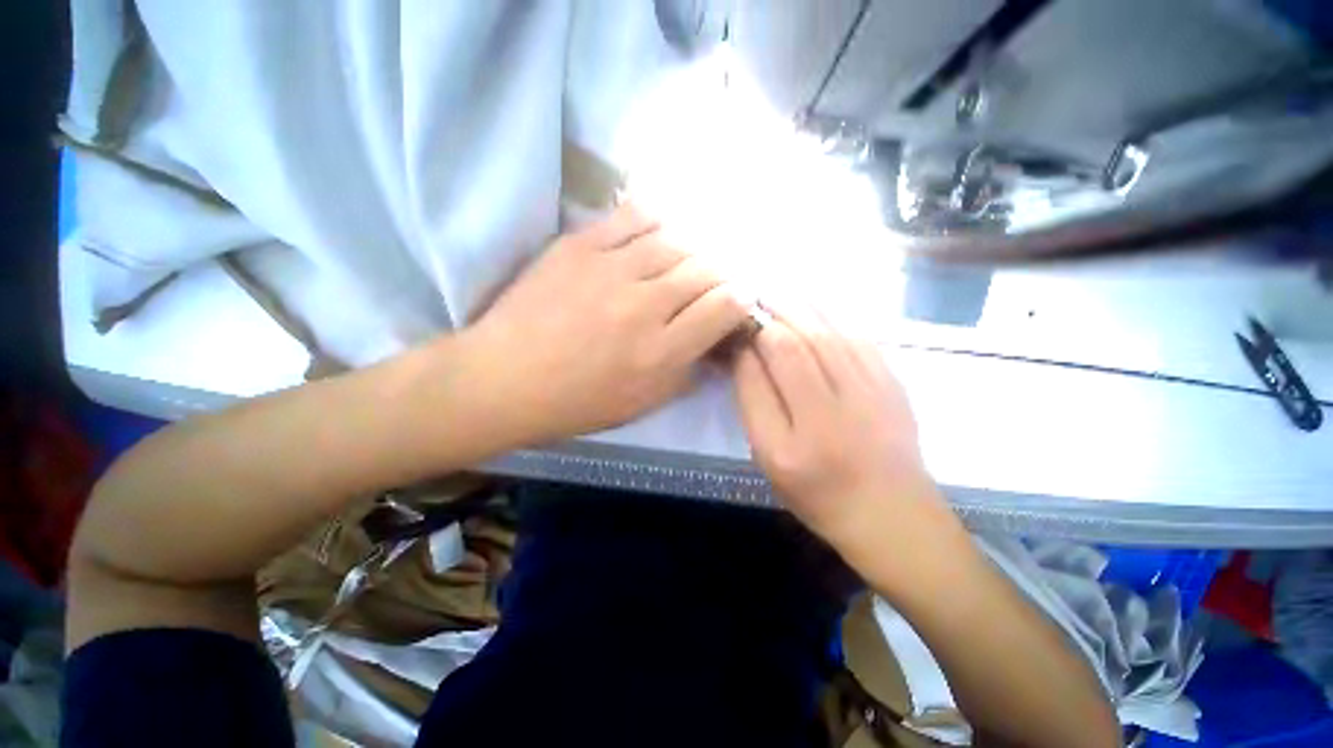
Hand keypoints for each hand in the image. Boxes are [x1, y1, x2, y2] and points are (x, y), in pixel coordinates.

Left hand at [464, 204, 749, 444]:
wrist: (505, 378)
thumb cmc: (577, 402)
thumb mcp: (643, 404)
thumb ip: (687, 370)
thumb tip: (714, 340)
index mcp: (661, 351)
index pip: (725, 307)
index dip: (740, 300)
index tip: (737, 301)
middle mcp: (645, 305)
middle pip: (707, 269)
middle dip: (721, 275)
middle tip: (713, 283)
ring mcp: (612, 269)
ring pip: (677, 240)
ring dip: (692, 250)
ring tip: (686, 261)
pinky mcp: (581, 245)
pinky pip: (634, 216)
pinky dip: (657, 221)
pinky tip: (657, 235)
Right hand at [733, 311, 955, 564]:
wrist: (890, 511)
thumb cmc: (817, 492)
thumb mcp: (769, 460)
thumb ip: (754, 406)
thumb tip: (745, 354)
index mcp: (788, 448)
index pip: (756, 378)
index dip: (742, 347)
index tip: (733, 331)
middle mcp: (829, 418)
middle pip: (792, 348)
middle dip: (767, 317)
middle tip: (750, 300)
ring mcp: (869, 398)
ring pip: (825, 334)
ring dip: (796, 308)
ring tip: (775, 293)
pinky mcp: (893, 385)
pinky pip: (856, 337)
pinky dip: (830, 315)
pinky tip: (813, 306)